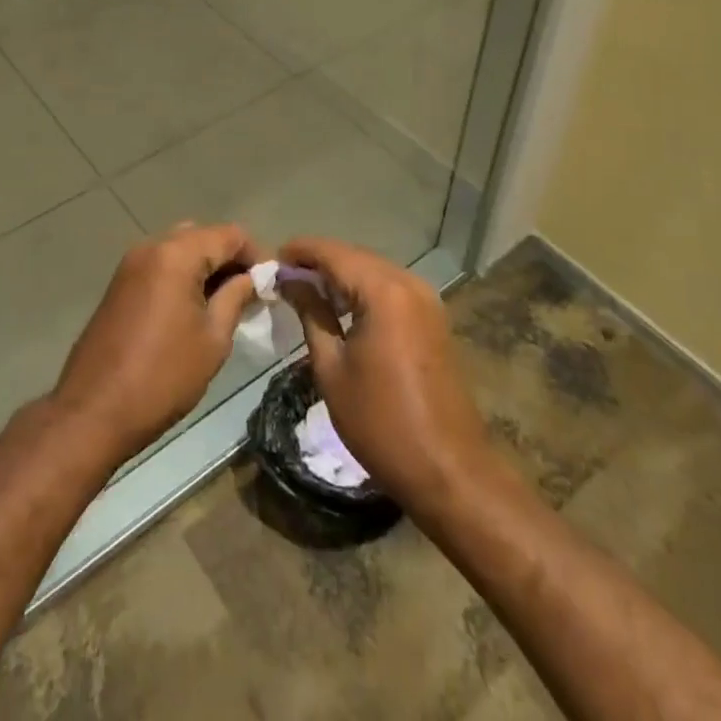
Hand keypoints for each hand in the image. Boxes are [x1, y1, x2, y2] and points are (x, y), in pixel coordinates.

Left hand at [52, 222, 259, 468]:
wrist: (93, 410)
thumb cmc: (163, 376)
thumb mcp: (213, 340)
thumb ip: (235, 298)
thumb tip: (251, 278)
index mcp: (177, 254)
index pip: (229, 234)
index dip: (256, 254)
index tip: (272, 284)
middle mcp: (152, 247)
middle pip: (202, 236)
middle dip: (229, 258)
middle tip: (250, 293)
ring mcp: (131, 263)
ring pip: (179, 248)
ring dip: (205, 266)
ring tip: (225, 302)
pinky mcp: (119, 283)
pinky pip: (160, 264)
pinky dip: (182, 275)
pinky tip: (194, 307)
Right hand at [280, 236, 493, 517]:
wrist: (448, 469)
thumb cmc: (380, 422)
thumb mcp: (332, 368)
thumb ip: (311, 313)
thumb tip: (290, 281)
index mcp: (383, 292)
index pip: (333, 253)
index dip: (300, 251)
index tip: (272, 260)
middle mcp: (408, 283)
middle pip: (355, 256)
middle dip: (320, 261)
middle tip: (285, 277)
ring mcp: (426, 299)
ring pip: (374, 270)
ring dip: (342, 274)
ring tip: (307, 291)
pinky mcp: (433, 317)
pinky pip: (391, 288)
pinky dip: (364, 289)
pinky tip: (342, 307)